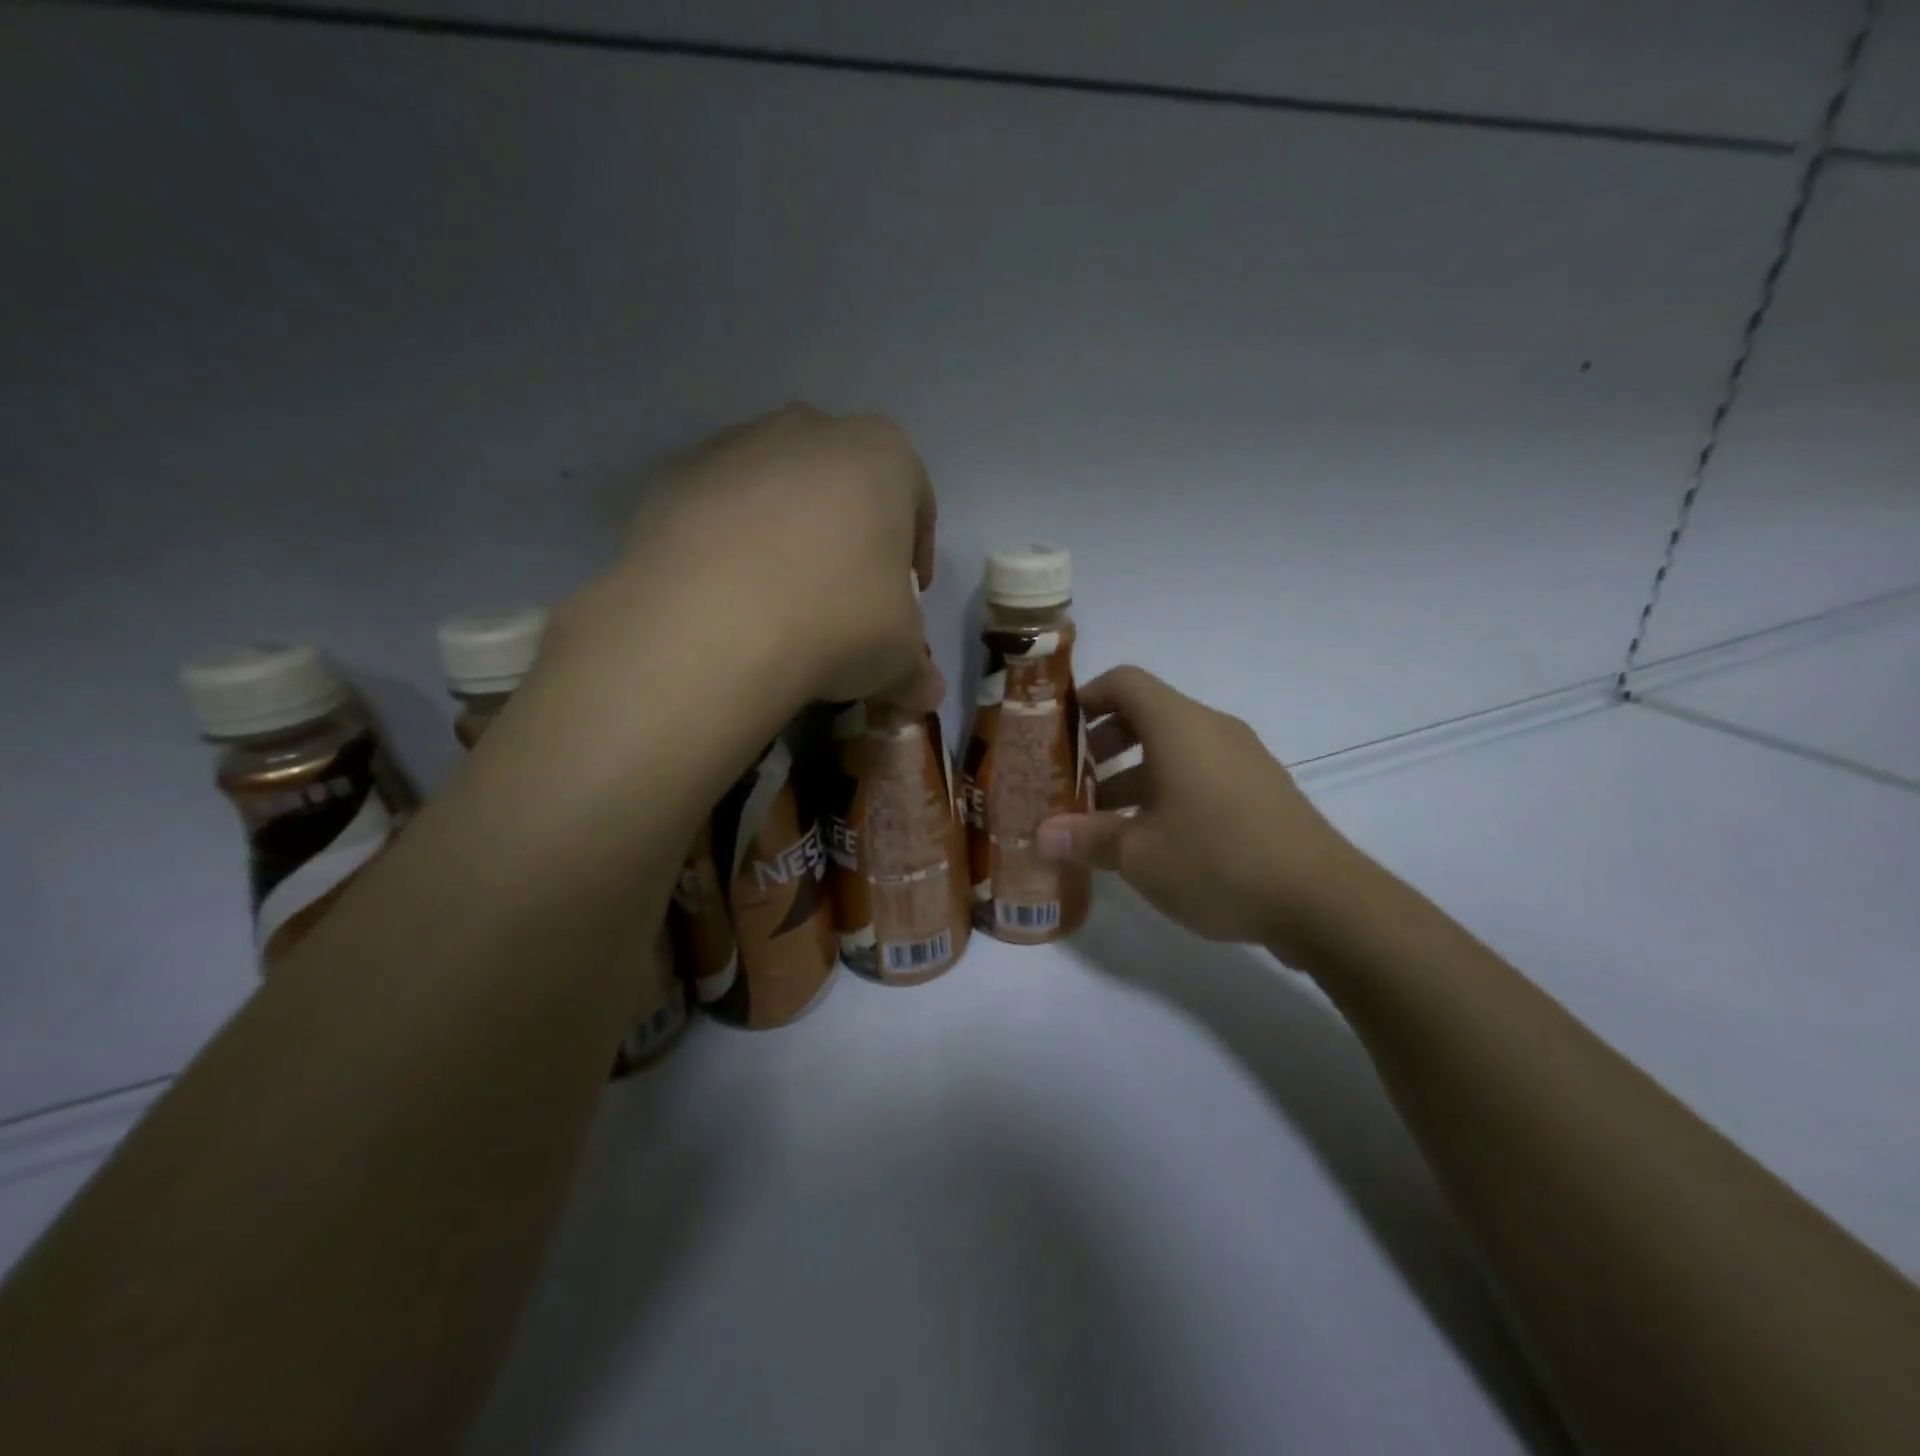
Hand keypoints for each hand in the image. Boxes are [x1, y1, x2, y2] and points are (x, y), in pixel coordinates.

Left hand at [607, 403, 940, 709]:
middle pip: (841, 481)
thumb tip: (925, 695)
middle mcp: (807, 430)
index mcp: (880, 455)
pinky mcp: (671, 476)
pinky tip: (724, 596)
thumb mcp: (898, 656)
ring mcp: (732, 445)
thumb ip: (917, 670)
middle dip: (847, 532)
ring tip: (777, 599)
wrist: (712, 628)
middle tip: (844, 593)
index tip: (909, 593)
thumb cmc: (837, 622)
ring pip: (774, 487)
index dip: (915, 550)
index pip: (914, 498)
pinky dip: (724, 542)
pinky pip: (714, 508)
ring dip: (783, 532)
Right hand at [1037, 666, 1374, 961]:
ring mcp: (1243, 758)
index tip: (1059, 730)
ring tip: (1105, 818)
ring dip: (1134, 771)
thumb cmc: (1218, 860)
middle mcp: (1212, 729)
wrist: (1323, 900)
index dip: (1087, 697)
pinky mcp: (1261, 789)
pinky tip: (1154, 837)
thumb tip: (1042, 836)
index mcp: (1179, 726)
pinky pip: (1201, 771)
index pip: (1125, 682)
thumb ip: (1086, 838)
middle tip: (1076, 780)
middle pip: (1148, 713)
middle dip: (1104, 743)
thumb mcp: (1139, 854)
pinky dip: (1167, 788)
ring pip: (1175, 747)